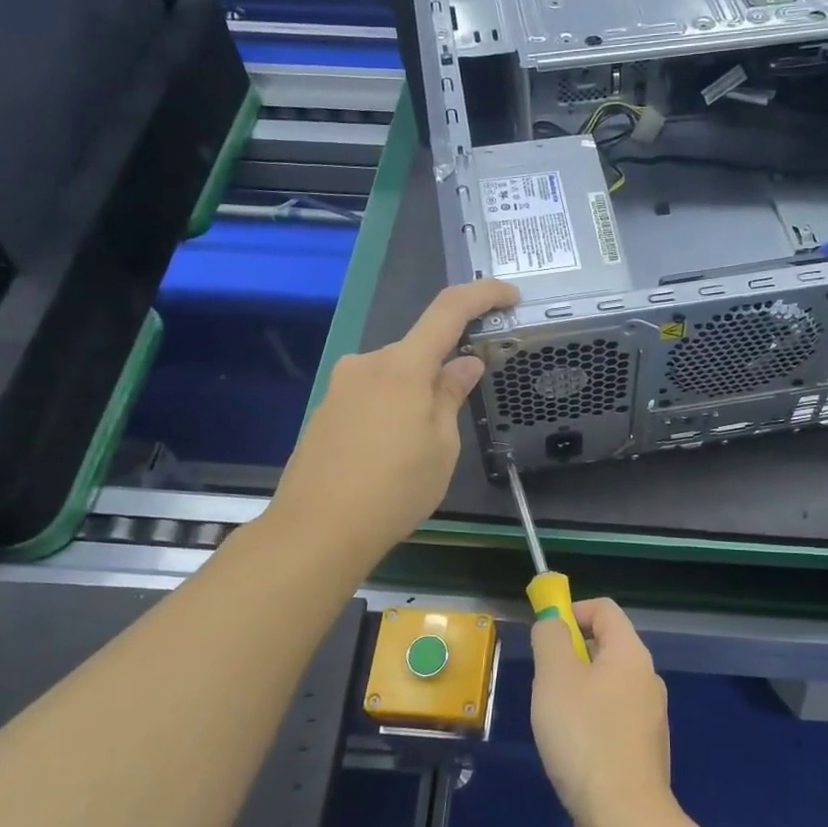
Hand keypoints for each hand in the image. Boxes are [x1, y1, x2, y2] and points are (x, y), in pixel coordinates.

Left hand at [274, 278, 516, 560]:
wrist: (316, 530)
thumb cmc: (394, 489)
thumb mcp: (442, 447)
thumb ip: (451, 396)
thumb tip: (464, 364)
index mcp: (402, 366)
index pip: (448, 310)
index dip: (483, 295)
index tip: (510, 296)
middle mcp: (367, 364)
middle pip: (418, 350)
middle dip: (444, 372)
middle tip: (458, 420)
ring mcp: (341, 387)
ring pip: (394, 377)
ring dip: (416, 397)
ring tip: (420, 453)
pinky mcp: (326, 411)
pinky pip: (372, 397)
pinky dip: (393, 412)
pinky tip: (391, 457)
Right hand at [530, 598, 673, 826]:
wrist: (624, 818)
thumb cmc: (584, 736)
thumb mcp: (554, 677)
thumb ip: (550, 639)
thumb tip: (553, 623)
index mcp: (631, 653)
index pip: (604, 609)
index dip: (572, 610)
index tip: (544, 635)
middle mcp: (647, 678)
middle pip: (606, 646)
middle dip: (570, 655)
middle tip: (544, 683)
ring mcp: (650, 716)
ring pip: (607, 685)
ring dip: (577, 691)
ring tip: (554, 721)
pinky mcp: (644, 750)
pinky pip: (612, 718)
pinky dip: (590, 721)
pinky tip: (573, 751)